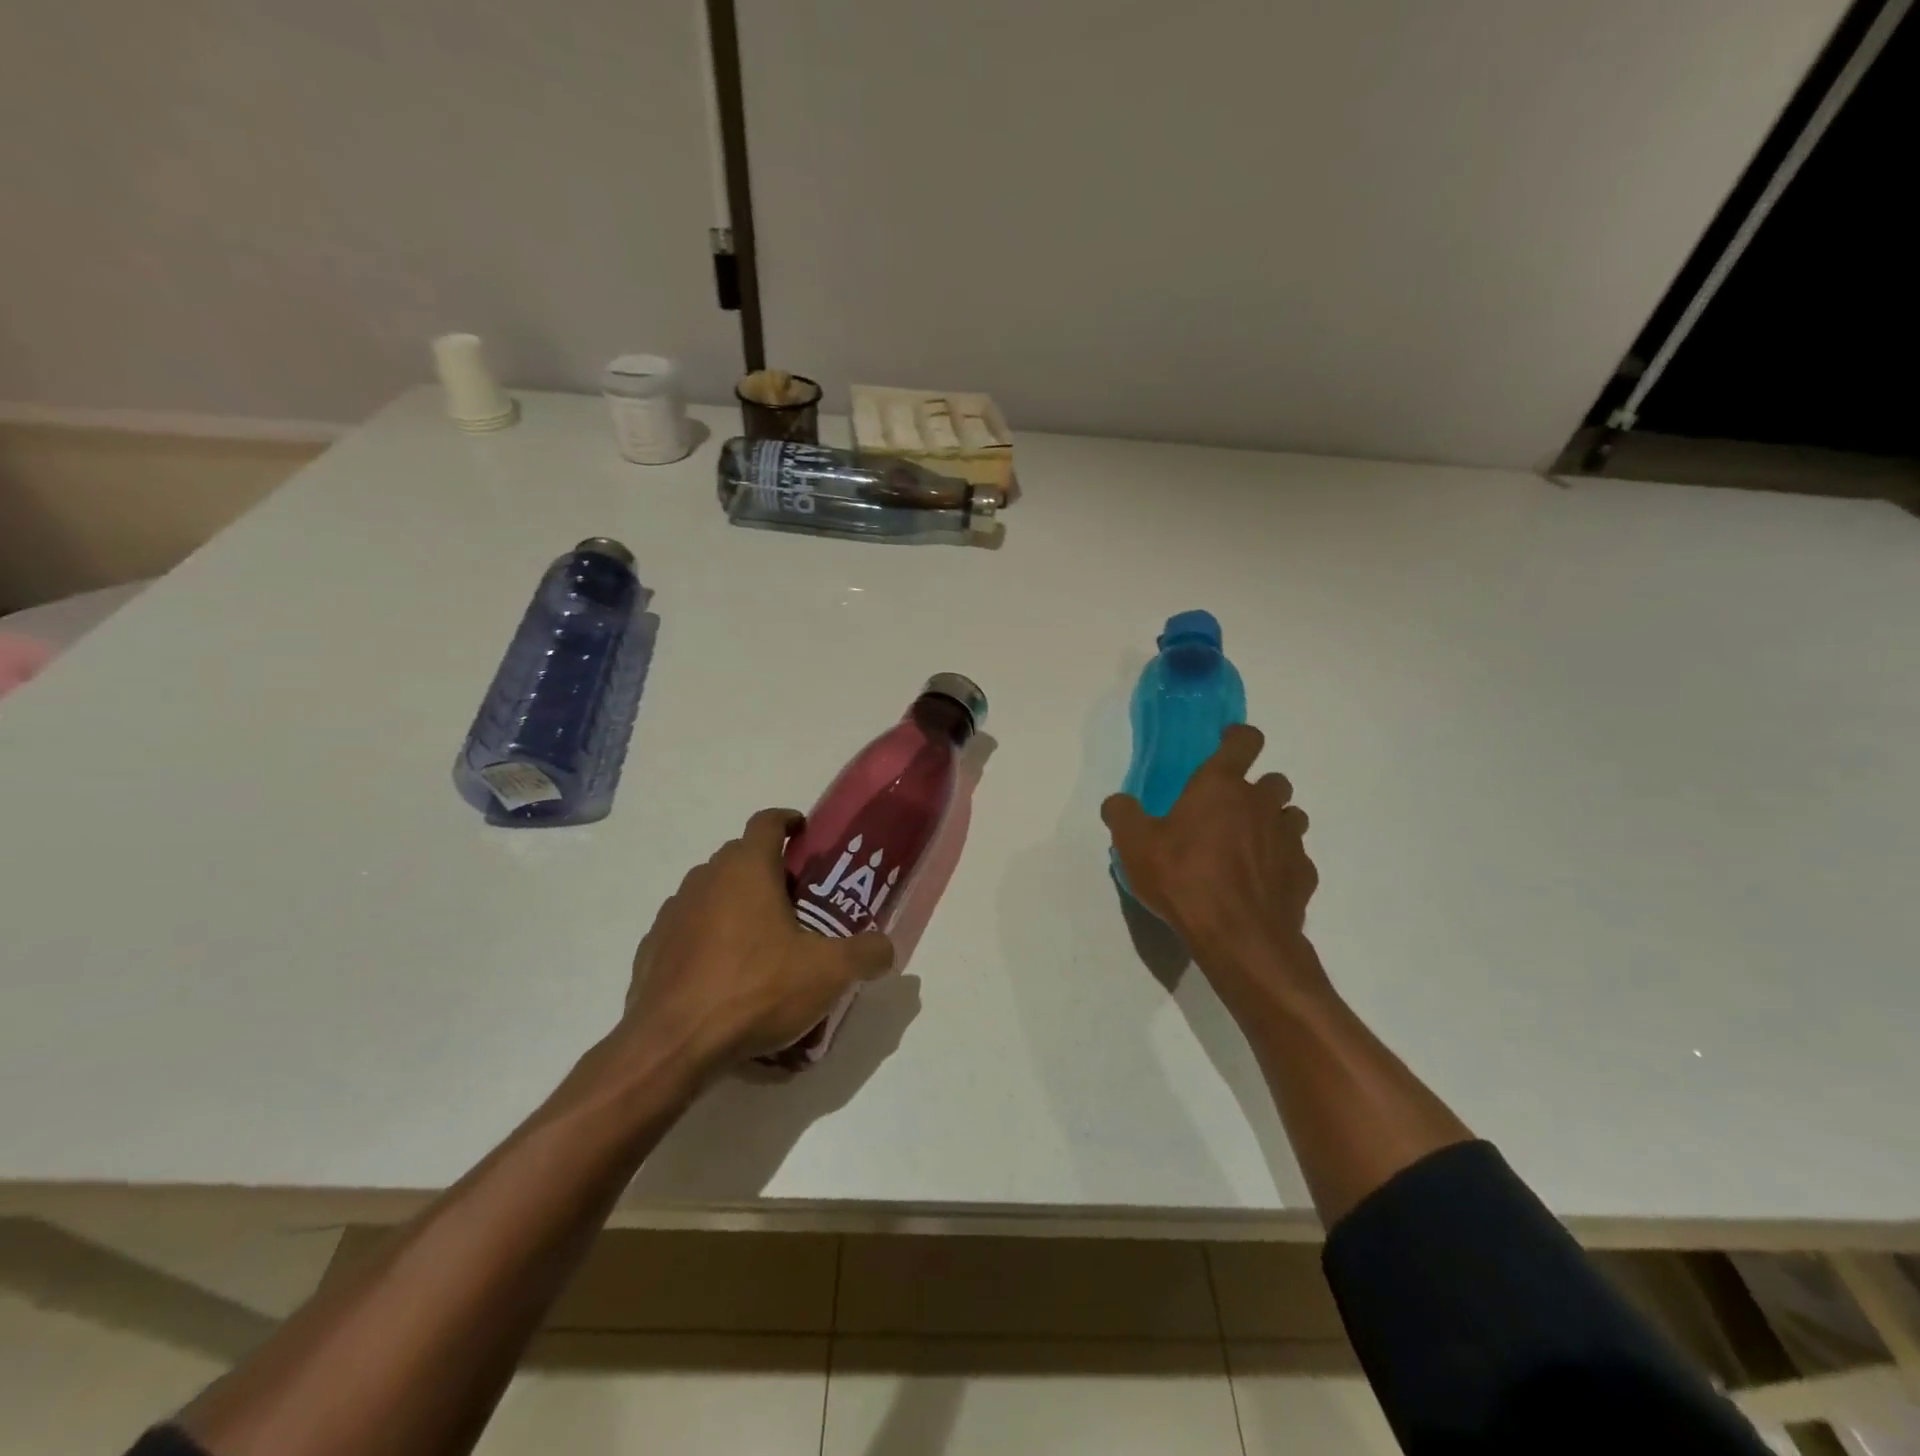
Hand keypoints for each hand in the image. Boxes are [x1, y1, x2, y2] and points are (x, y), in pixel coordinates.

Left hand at [620, 808, 895, 1070]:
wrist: (672, 1045)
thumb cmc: (756, 990)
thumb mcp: (828, 973)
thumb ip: (866, 953)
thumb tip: (886, 947)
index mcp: (746, 869)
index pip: (766, 822)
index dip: (788, 821)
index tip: (804, 833)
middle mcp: (705, 879)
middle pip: (739, 856)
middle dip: (768, 869)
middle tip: (797, 900)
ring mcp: (673, 913)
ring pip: (711, 892)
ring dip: (736, 903)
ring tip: (763, 941)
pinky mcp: (652, 949)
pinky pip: (688, 929)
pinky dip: (708, 938)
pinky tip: (726, 974)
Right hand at [1102, 724, 1327, 1016]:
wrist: (1239, 937)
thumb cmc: (1183, 879)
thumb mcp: (1134, 846)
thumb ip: (1123, 815)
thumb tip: (1117, 802)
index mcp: (1220, 786)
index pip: (1244, 741)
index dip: (1238, 737)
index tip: (1229, 742)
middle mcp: (1260, 803)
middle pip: (1274, 780)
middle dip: (1257, 788)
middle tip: (1231, 810)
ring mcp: (1288, 838)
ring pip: (1291, 816)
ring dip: (1274, 822)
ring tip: (1250, 844)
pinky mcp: (1303, 873)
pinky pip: (1296, 857)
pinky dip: (1282, 862)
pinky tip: (1261, 882)